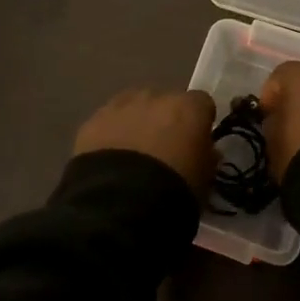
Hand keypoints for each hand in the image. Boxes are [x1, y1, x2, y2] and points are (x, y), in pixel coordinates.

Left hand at [73, 88, 216, 199]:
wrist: (121, 203)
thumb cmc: (174, 191)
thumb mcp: (204, 180)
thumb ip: (207, 158)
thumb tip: (207, 151)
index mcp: (188, 108)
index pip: (202, 104)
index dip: (199, 122)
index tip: (197, 142)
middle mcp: (155, 97)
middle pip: (165, 102)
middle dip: (165, 120)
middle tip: (163, 151)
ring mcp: (120, 106)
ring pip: (133, 107)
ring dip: (136, 123)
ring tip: (132, 155)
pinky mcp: (93, 121)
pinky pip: (108, 122)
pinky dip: (110, 135)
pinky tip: (108, 160)